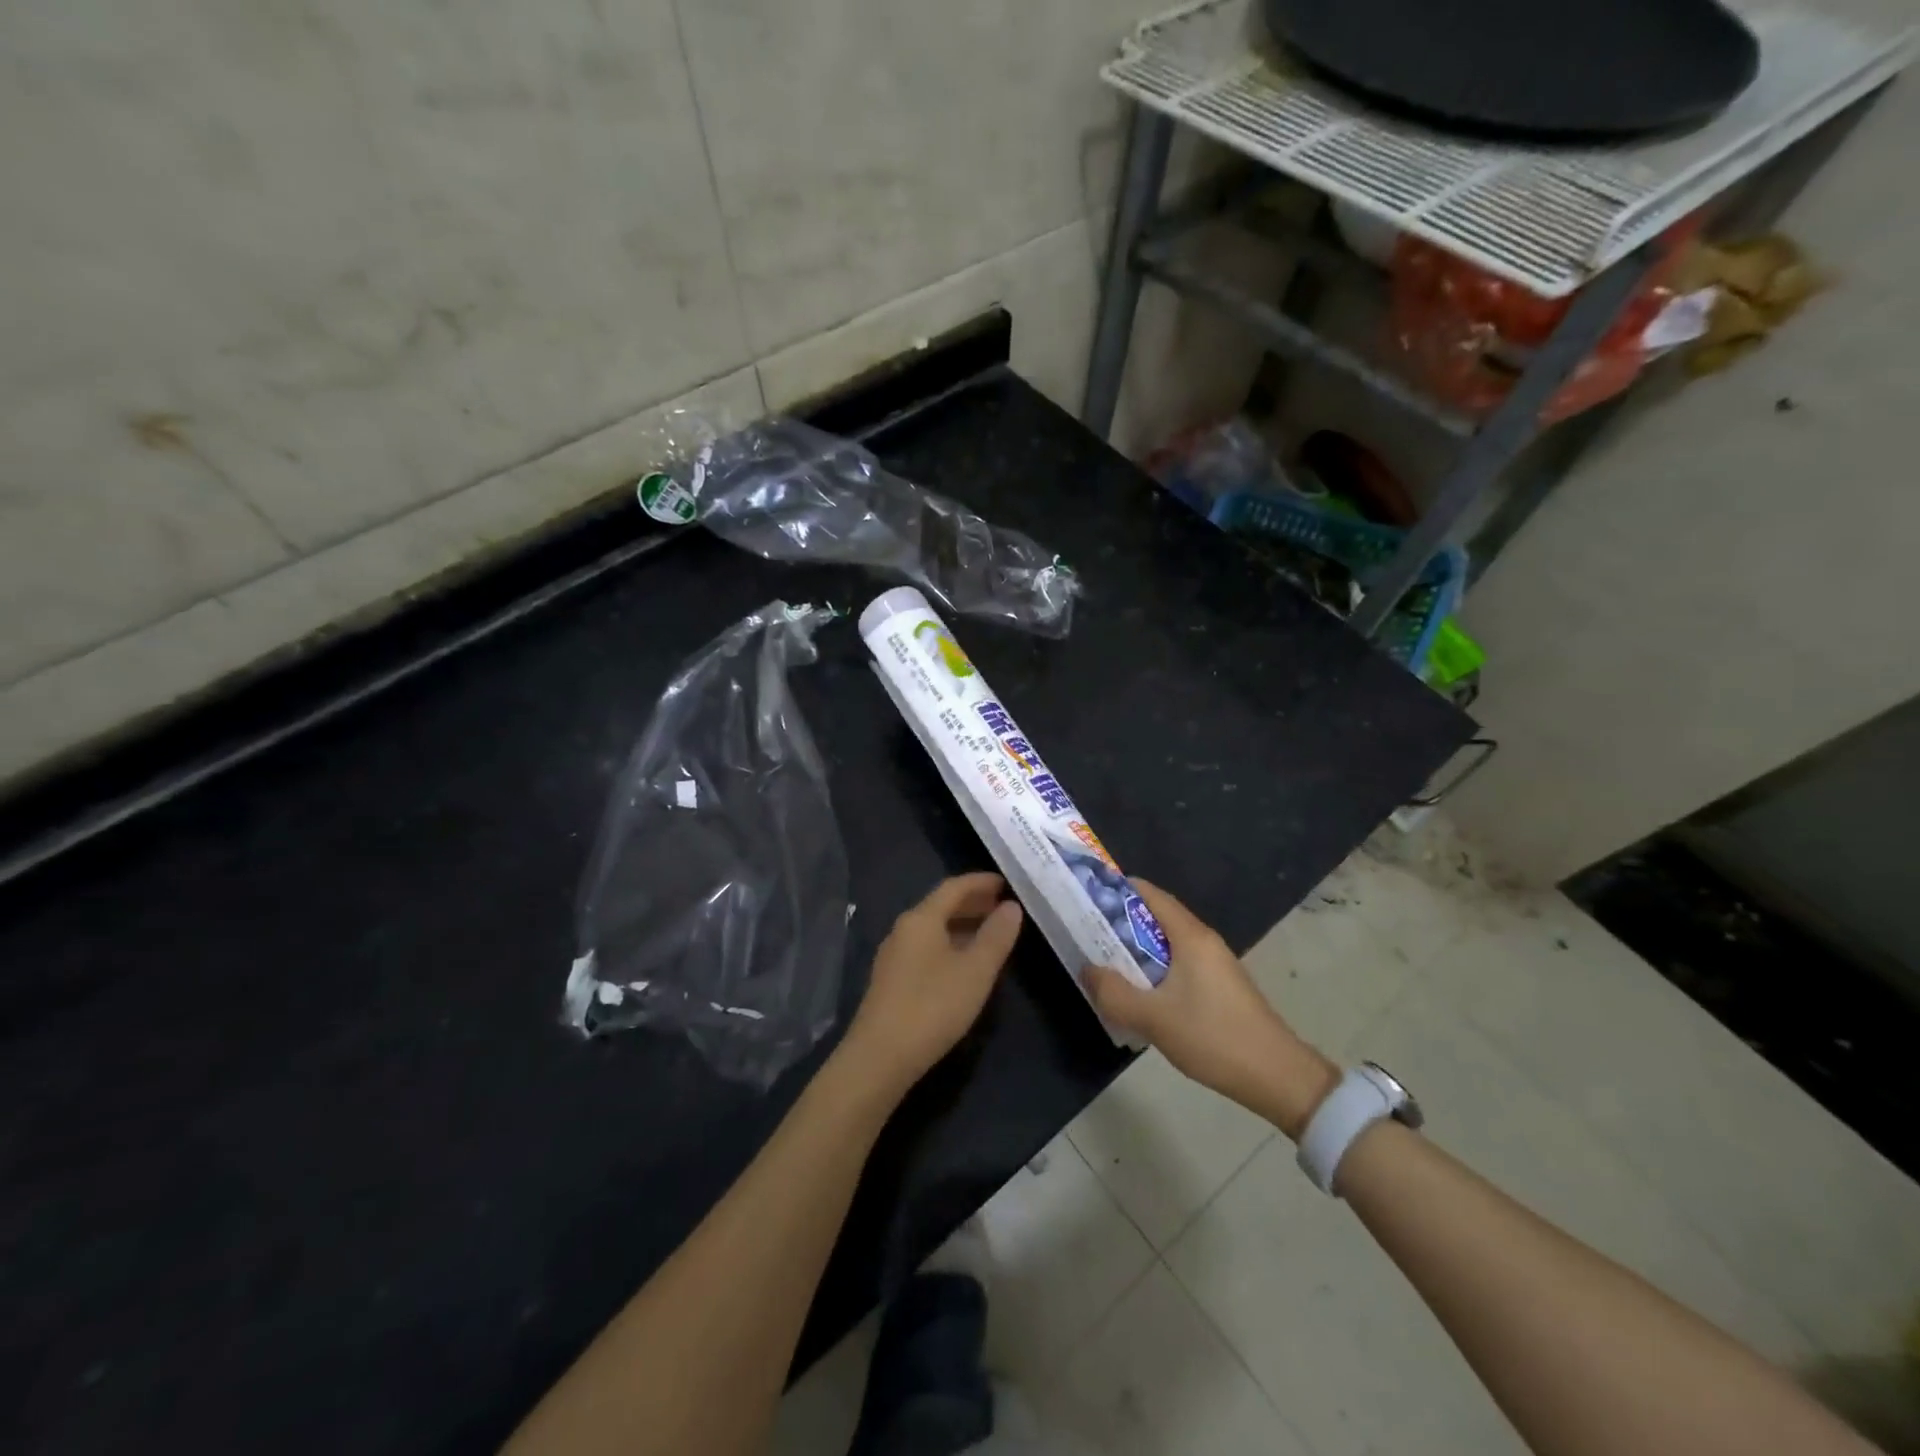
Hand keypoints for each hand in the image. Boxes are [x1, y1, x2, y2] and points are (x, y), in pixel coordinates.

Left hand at [840, 873, 1023, 1096]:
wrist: (879, 1057)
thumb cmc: (932, 1006)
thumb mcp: (975, 971)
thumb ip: (996, 936)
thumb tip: (1011, 907)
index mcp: (921, 919)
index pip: (953, 887)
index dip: (980, 882)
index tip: (1005, 882)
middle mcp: (903, 929)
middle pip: (940, 906)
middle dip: (972, 903)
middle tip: (1002, 906)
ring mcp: (894, 956)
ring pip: (933, 929)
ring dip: (961, 925)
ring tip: (989, 933)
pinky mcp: (891, 981)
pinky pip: (925, 948)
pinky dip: (949, 945)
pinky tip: (964, 964)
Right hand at [1082, 879, 1337, 1138]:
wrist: (1277, 1076)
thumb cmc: (1213, 1037)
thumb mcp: (1153, 1018)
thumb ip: (1114, 993)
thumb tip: (1087, 969)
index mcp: (1190, 936)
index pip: (1151, 895)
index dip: (1118, 890)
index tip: (1088, 896)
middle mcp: (1204, 941)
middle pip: (1157, 917)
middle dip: (1122, 922)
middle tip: (1088, 932)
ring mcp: (1215, 964)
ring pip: (1167, 943)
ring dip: (1137, 948)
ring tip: (1106, 962)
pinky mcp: (1220, 986)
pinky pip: (1179, 964)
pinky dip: (1154, 968)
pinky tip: (1139, 992)